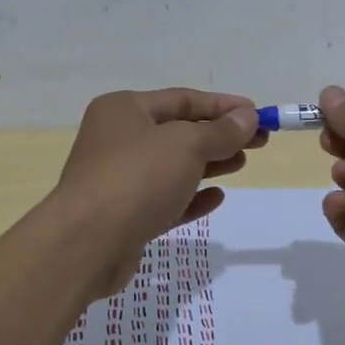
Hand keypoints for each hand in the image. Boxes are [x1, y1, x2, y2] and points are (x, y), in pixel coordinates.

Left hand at [54, 88, 265, 297]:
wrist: (86, 245)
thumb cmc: (137, 179)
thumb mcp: (186, 146)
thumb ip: (220, 131)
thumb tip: (247, 117)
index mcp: (125, 109)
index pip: (183, 99)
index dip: (222, 105)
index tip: (257, 113)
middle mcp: (118, 139)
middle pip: (179, 132)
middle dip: (219, 135)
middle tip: (258, 142)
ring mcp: (119, 179)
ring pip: (173, 166)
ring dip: (209, 163)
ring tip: (242, 164)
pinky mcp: (124, 215)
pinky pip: (165, 199)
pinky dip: (191, 196)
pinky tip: (216, 198)